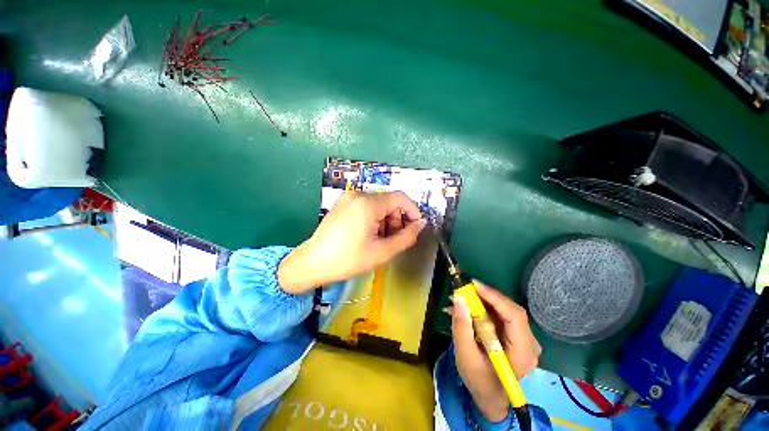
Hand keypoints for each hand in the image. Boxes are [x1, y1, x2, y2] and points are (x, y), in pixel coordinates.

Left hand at [277, 191, 425, 294]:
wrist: (312, 263)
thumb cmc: (348, 259)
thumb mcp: (382, 252)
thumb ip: (406, 237)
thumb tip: (420, 224)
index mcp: (368, 203)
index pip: (400, 198)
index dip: (412, 211)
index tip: (416, 227)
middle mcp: (358, 194)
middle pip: (388, 202)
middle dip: (396, 220)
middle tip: (393, 240)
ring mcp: (348, 198)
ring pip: (378, 205)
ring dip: (385, 221)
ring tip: (379, 240)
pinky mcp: (343, 204)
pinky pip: (366, 207)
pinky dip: (374, 219)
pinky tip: (368, 235)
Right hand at [449, 281, 540, 422]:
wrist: (490, 397)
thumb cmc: (479, 381)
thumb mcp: (465, 356)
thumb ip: (461, 328)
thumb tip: (458, 299)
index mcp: (523, 354)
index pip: (515, 317)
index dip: (495, 297)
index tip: (474, 285)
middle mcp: (530, 344)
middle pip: (511, 310)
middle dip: (486, 297)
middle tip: (464, 290)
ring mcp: (525, 340)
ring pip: (505, 310)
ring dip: (483, 302)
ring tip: (461, 299)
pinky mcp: (517, 336)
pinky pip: (501, 315)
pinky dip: (484, 309)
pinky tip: (468, 309)